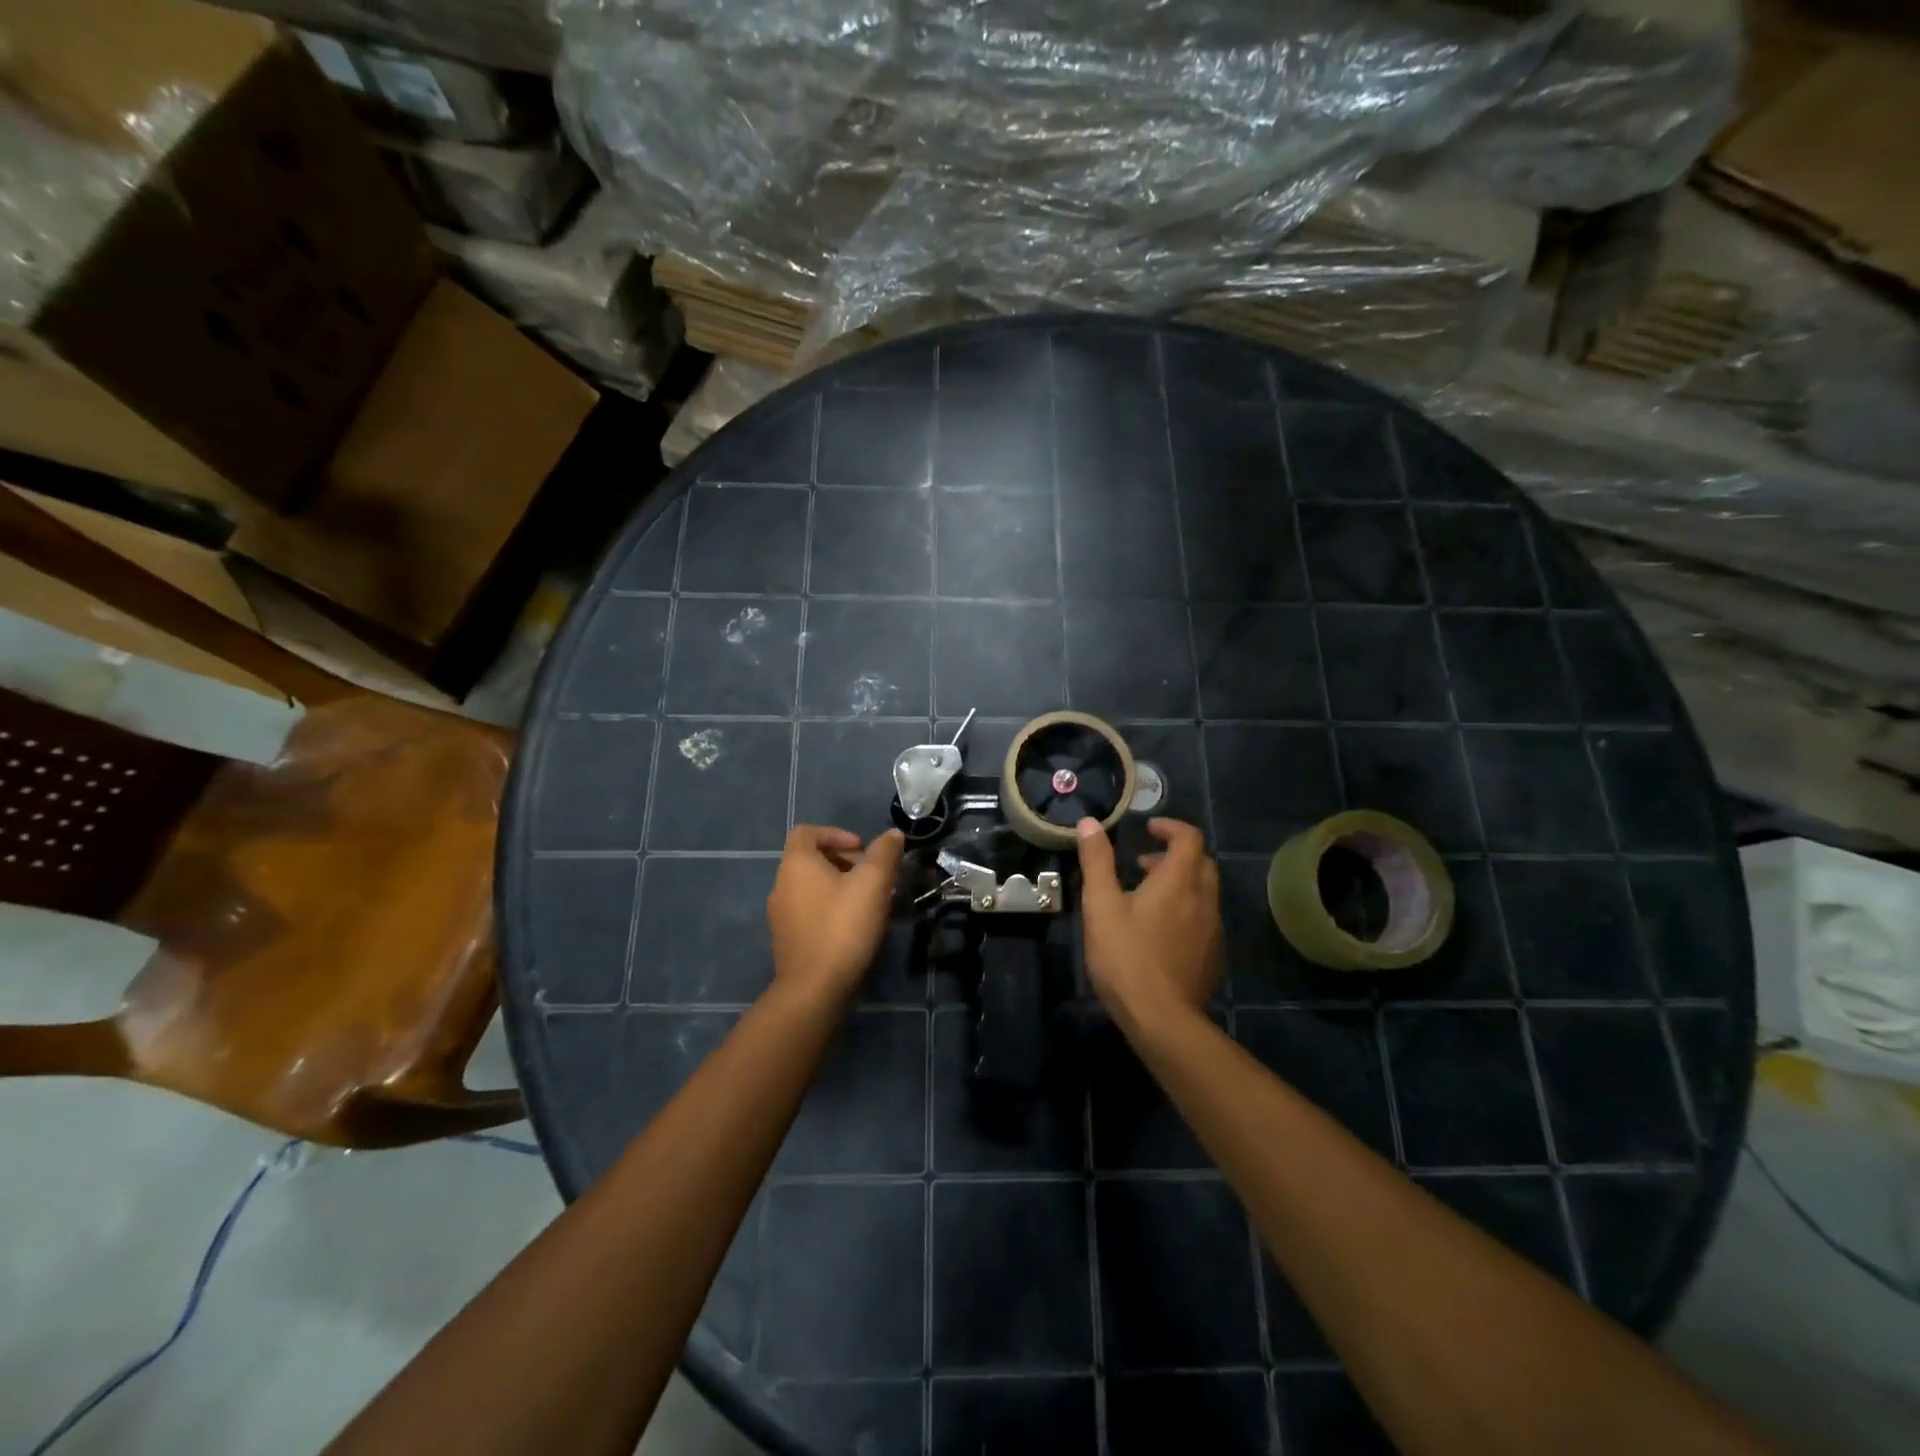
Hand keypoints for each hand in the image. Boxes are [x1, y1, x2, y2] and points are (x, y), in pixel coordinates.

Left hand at [767, 825, 905, 1001]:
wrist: (814, 989)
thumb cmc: (843, 927)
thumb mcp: (873, 883)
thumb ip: (884, 853)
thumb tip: (892, 834)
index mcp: (796, 864)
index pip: (807, 832)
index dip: (836, 833)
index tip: (862, 849)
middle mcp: (781, 885)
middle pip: (811, 859)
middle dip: (844, 861)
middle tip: (873, 876)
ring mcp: (781, 915)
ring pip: (812, 887)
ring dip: (840, 886)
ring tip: (870, 902)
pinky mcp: (787, 940)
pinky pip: (809, 911)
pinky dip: (830, 908)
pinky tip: (854, 926)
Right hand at [1076, 816, 1220, 1030]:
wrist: (1162, 1020)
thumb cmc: (1126, 956)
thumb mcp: (1101, 905)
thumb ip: (1097, 861)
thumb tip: (1089, 822)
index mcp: (1179, 881)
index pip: (1189, 838)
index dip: (1170, 827)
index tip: (1148, 829)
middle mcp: (1204, 899)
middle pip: (1201, 862)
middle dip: (1174, 855)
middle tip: (1143, 864)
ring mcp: (1212, 930)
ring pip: (1204, 892)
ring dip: (1180, 883)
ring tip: (1146, 898)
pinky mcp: (1211, 955)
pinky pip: (1203, 918)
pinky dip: (1185, 909)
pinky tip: (1159, 932)